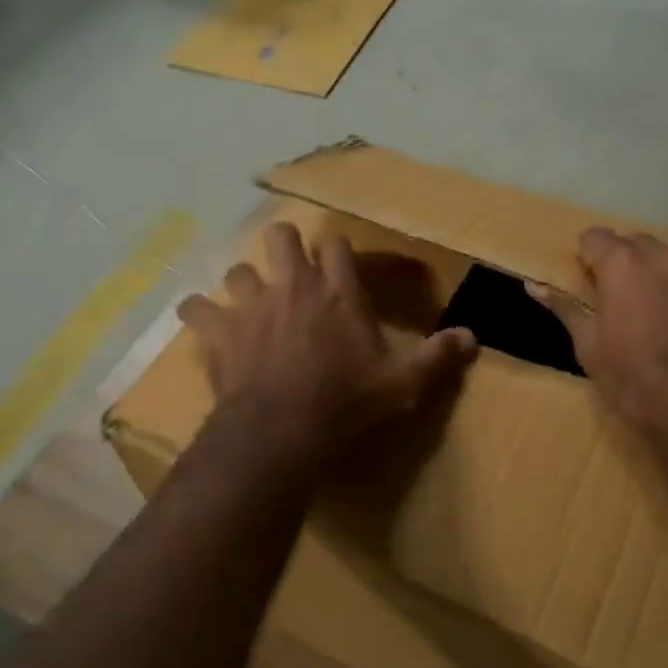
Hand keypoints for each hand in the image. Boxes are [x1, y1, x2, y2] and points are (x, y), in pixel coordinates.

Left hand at [178, 223, 476, 468]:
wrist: (282, 430)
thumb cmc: (345, 403)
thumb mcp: (400, 385)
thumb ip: (436, 358)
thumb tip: (473, 338)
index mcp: (338, 292)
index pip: (337, 245)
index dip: (335, 252)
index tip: (337, 267)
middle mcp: (293, 285)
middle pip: (281, 236)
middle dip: (284, 249)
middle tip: (290, 274)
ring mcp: (251, 304)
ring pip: (238, 269)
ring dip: (244, 284)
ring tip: (250, 305)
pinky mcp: (218, 330)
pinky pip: (195, 307)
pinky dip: (199, 314)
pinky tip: (204, 324)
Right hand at [530, 228, 667, 450]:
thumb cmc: (635, 385)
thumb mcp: (589, 348)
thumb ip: (565, 307)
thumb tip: (532, 284)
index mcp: (625, 267)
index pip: (597, 237)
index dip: (589, 256)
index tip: (590, 277)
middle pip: (641, 245)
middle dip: (630, 264)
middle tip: (629, 301)